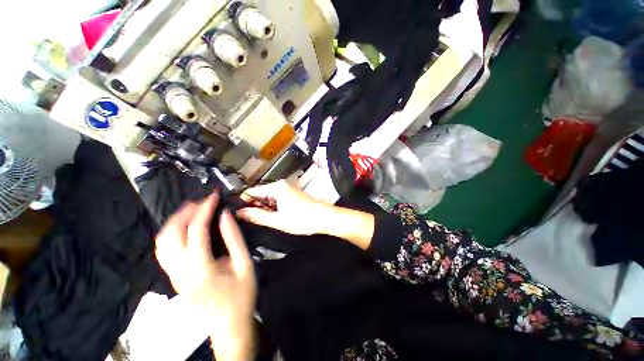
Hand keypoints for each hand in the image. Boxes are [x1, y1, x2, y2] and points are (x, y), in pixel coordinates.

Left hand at [155, 194, 255, 360]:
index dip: (204, 210)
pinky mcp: (173, 278)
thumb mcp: (244, 264)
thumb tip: (225, 215)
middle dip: (185, 212)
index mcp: (201, 269)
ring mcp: (173, 276)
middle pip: (171, 235)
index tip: (213, 196)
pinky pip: (163, 251)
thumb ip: (234, 238)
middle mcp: (180, 272)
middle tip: (202, 200)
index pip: (196, 231)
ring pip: (162, 243)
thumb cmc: (241, 294)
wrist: (228, 324)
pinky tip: (183, 227)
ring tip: (192, 209)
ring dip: (175, 221)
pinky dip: (171, 233)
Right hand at [237, 180, 330, 235]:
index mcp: (277, 187)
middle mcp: (282, 185)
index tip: (239, 214)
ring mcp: (288, 189)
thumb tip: (240, 213)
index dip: (244, 202)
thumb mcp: (277, 220)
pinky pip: (277, 199)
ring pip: (269, 197)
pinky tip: (278, 217)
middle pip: (260, 194)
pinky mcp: (292, 194)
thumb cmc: (303, 219)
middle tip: (255, 220)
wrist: (324, 217)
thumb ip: (257, 216)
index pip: (252, 191)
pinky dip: (274, 207)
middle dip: (256, 206)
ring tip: (269, 220)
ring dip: (266, 208)